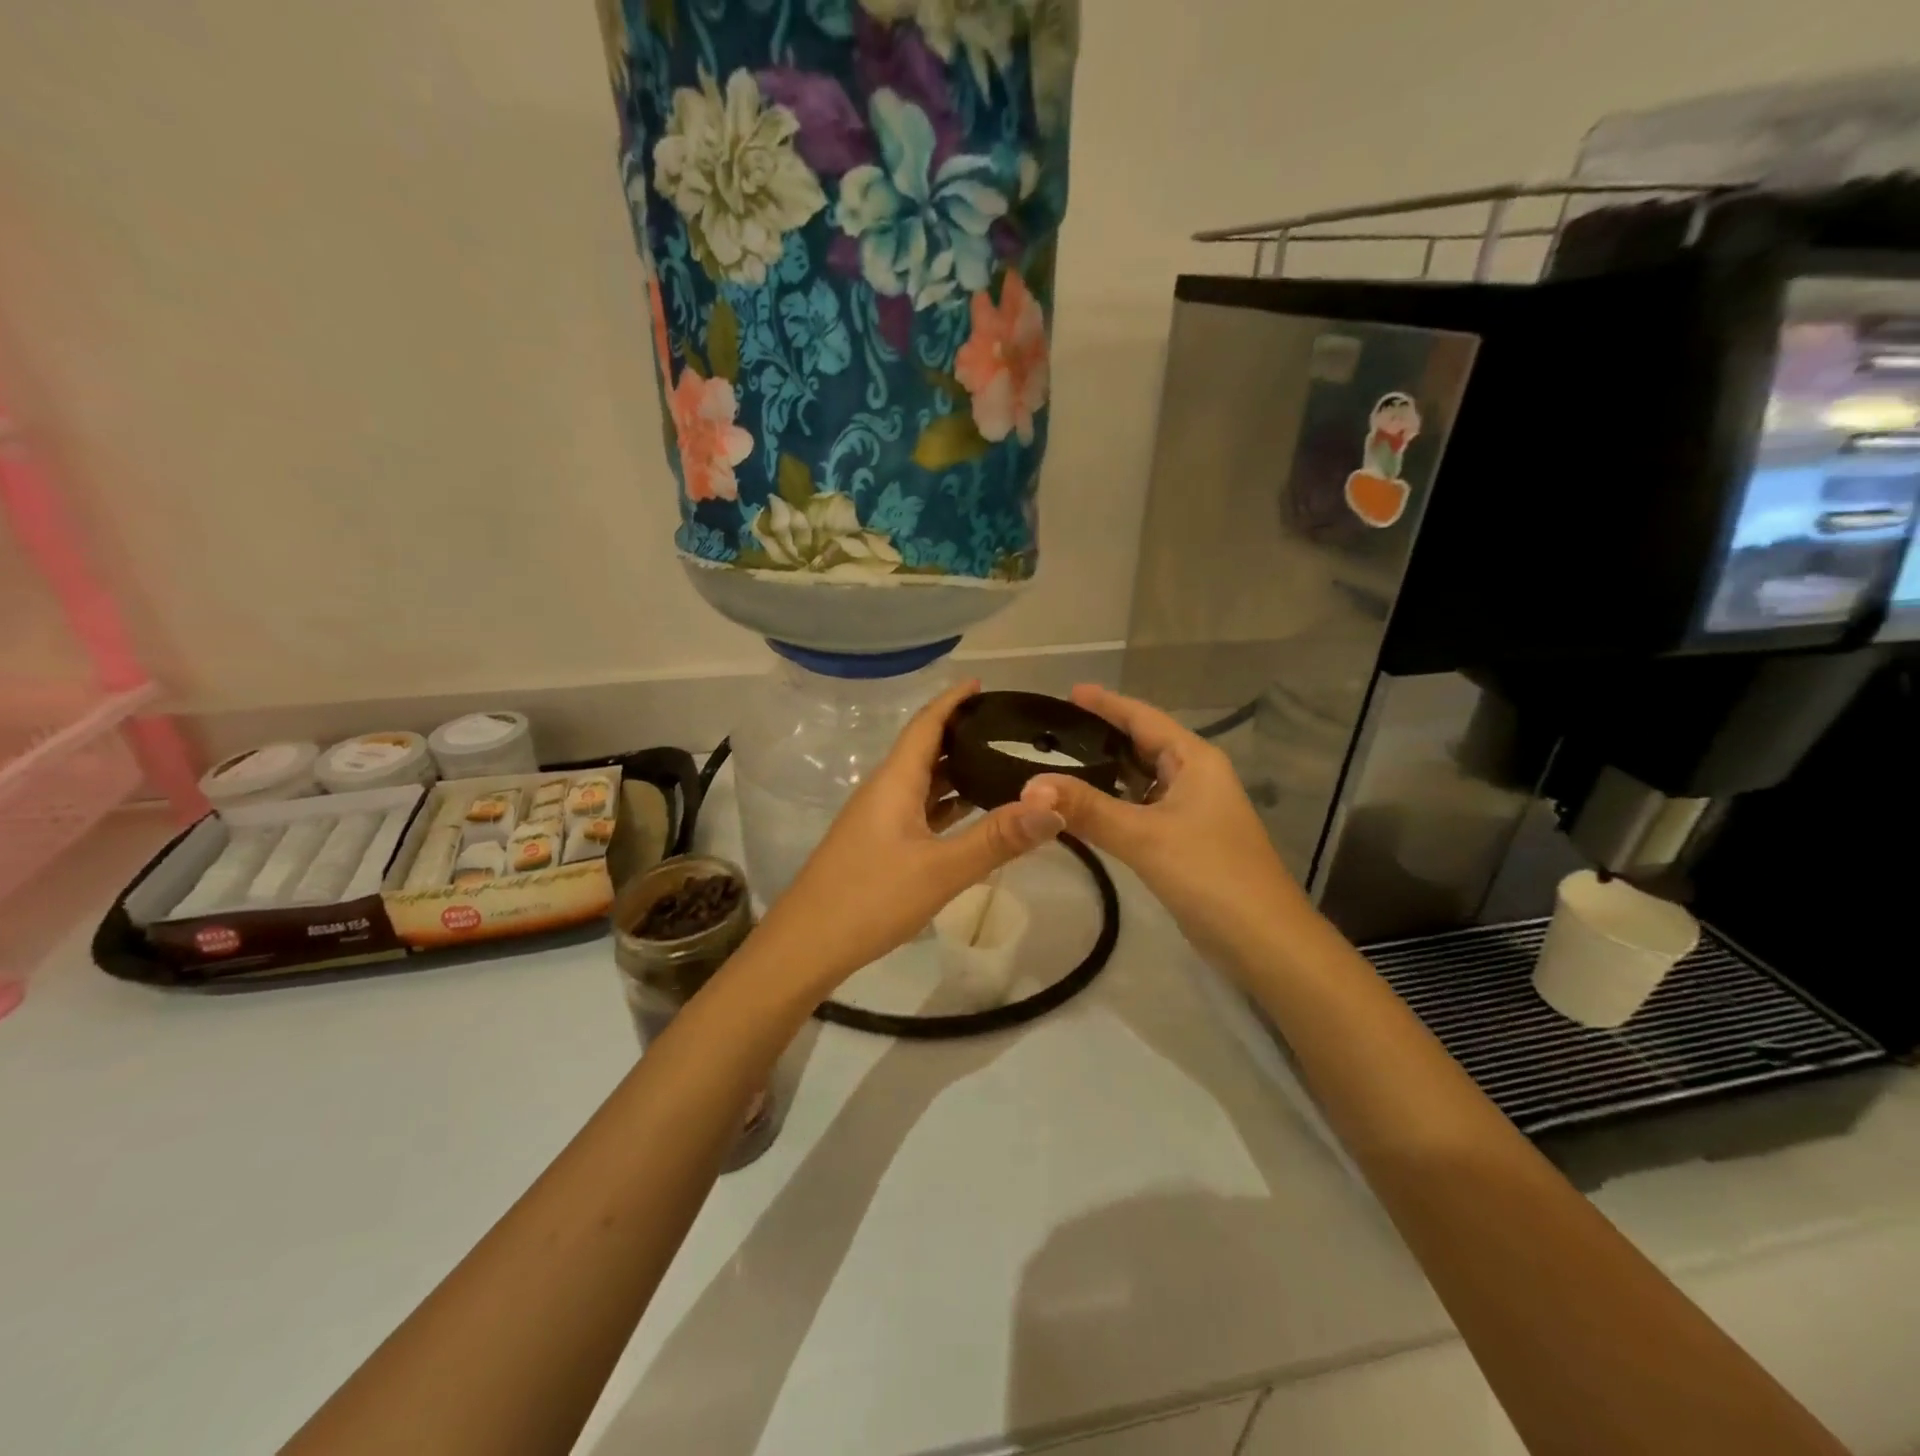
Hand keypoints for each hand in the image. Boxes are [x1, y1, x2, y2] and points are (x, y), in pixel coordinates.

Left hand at [751, 679, 1066, 995]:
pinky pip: (920, 811)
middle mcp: (884, 791)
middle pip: (925, 749)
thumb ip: (997, 839)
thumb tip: (1054, 807)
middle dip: (963, 733)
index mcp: (894, 782)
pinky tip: (972, 815)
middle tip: (1009, 728)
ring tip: (1001, 764)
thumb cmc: (869, 899)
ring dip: (957, 770)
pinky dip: (948, 805)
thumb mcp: (940, 871)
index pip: (926, 724)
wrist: (806, 946)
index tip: (983, 684)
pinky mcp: (878, 846)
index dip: (953, 700)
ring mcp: (878, 820)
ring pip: (923, 782)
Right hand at [1020, 685, 1310, 969]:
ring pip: (1141, 780)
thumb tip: (1030, 786)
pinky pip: (1142, 808)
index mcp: (1195, 760)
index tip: (1068, 691)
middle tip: (1051, 732)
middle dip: (1100, 736)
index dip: (1106, 703)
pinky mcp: (1185, 840)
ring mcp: (1192, 810)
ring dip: (1106, 772)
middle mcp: (1196, 777)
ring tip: (1058, 764)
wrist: (1264, 942)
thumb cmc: (1211, 875)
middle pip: (1142, 745)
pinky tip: (1085, 809)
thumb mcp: (1144, 837)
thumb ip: (1087, 809)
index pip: (1143, 718)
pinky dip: (1114, 803)